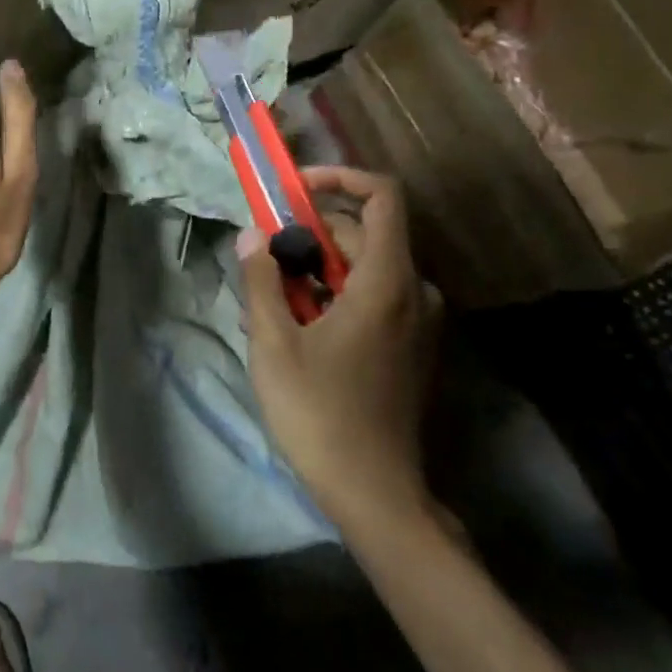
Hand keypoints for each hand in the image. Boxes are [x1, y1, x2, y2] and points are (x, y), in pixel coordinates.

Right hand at [239, 166, 440, 533]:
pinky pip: (376, 296)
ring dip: (320, 266)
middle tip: (264, 256)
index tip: (294, 191)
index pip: (382, 197)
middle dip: (312, 232)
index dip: (339, 178)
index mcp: (387, 282)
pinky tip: (301, 326)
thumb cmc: (319, 412)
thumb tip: (252, 234)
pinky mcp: (412, 347)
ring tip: (274, 297)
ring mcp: (419, 323)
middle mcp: (415, 293)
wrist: (376, 493)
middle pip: (366, 233)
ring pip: (367, 267)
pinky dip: (338, 292)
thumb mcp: (274, 343)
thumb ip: (261, 280)